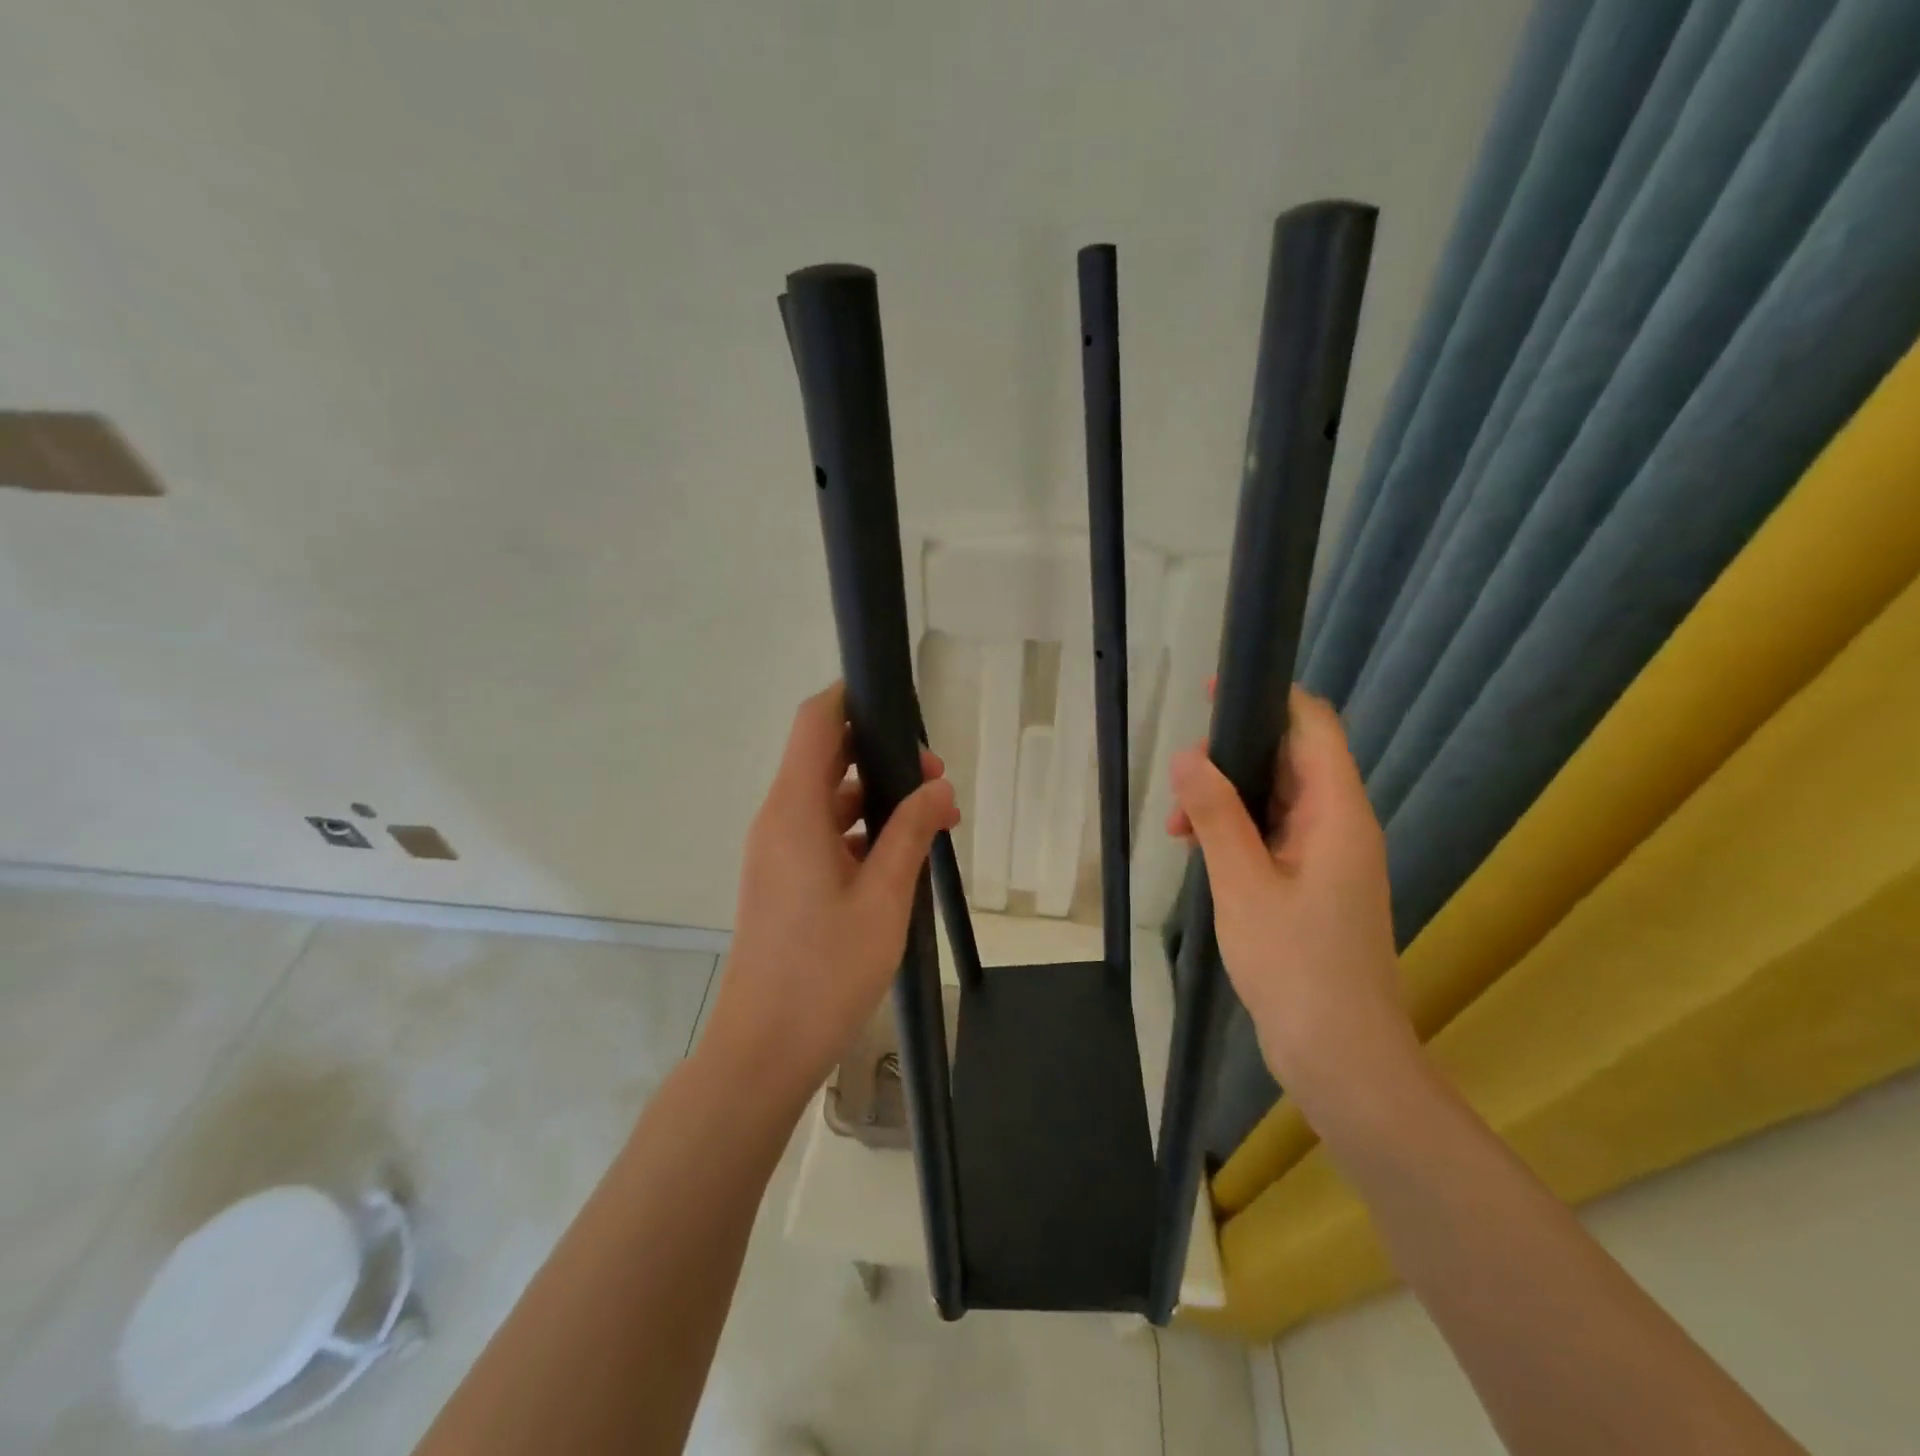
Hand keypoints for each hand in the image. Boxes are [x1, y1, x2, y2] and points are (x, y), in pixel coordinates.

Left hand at [703, 682, 959, 1106]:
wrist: (764, 1049)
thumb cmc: (824, 971)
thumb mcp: (883, 898)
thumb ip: (911, 833)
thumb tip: (938, 788)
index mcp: (794, 811)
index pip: (816, 722)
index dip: (852, 697)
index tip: (899, 704)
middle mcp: (779, 820)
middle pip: (827, 758)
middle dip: (883, 756)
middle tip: (938, 781)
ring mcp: (778, 851)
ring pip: (830, 800)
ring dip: (878, 800)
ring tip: (935, 821)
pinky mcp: (783, 879)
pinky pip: (824, 834)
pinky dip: (862, 832)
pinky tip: (903, 857)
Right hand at [1166, 685, 1416, 1124]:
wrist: (1341, 1056)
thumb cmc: (1295, 966)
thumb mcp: (1242, 884)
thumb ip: (1215, 814)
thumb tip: (1188, 754)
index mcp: (1338, 813)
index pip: (1313, 726)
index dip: (1267, 698)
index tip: (1211, 693)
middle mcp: (1341, 825)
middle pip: (1290, 760)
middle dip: (1231, 759)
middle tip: (1179, 779)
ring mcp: (1329, 857)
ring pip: (1276, 801)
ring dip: (1227, 801)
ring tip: (1177, 827)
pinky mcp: (1314, 884)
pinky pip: (1274, 836)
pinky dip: (1236, 833)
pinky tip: (1198, 851)